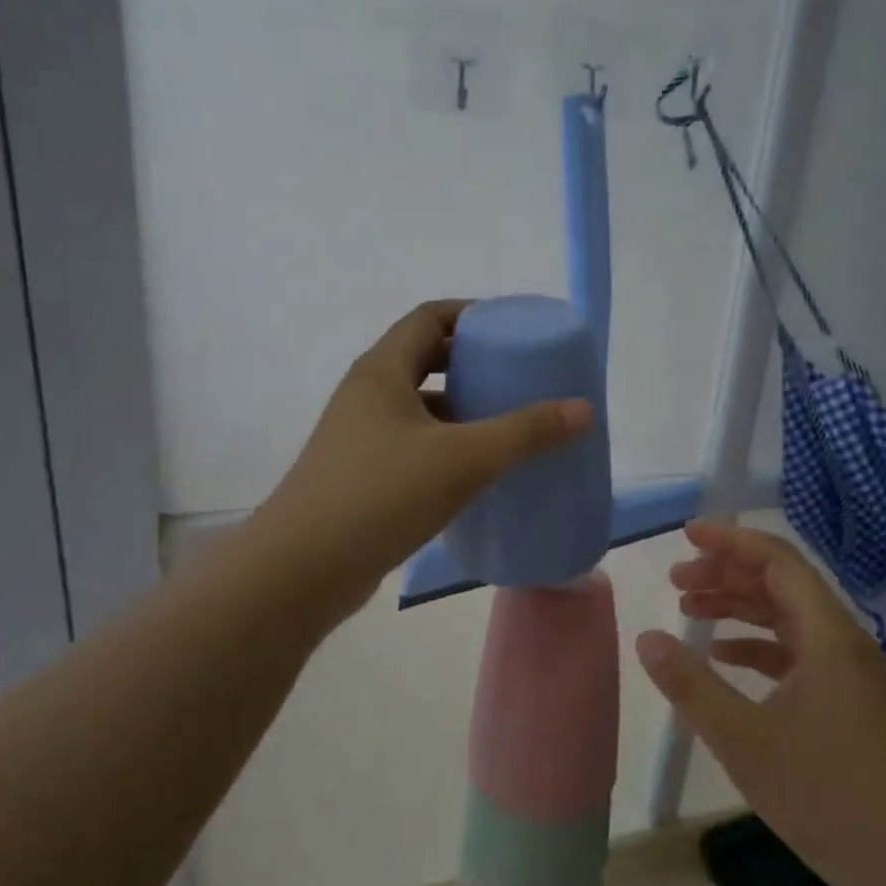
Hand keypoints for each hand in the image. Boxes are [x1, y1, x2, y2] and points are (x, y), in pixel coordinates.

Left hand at [253, 300, 593, 619]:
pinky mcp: (362, 476)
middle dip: (474, 364)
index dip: (473, 314)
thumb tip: (582, 408)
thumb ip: (525, 432)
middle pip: (426, 359)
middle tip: (521, 378)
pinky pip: (414, 444)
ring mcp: (360, 437)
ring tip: (508, 425)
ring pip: (420, 407)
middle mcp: (367, 395)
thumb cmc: (381, 496)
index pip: (430, 317)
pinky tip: (478, 473)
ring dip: (462, 409)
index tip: (515, 330)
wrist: (302, 571)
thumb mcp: (463, 459)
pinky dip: (447, 447)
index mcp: (382, 372)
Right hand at [635, 521, 885, 885]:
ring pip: (790, 620)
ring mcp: (852, 675)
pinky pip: (800, 654)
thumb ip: (691, 683)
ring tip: (691, 610)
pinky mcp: (852, 705)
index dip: (731, 541)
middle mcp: (844, 642)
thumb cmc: (826, 794)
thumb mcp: (743, 738)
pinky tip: (728, 657)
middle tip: (677, 580)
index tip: (687, 535)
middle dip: (727, 575)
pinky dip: (760, 647)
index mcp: (826, 634)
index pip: (777, 561)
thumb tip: (646, 638)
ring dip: (741, 609)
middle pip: (782, 585)